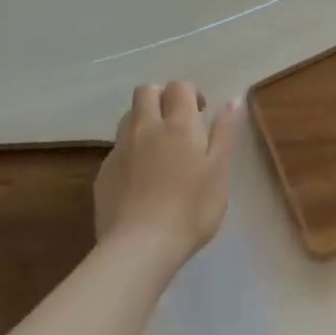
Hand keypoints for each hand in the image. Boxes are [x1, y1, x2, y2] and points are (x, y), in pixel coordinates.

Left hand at [94, 82, 242, 271]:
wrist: (139, 247)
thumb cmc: (191, 208)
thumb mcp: (219, 171)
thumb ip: (225, 132)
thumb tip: (232, 101)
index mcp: (178, 123)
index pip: (179, 87)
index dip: (190, 93)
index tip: (200, 112)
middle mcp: (145, 127)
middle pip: (146, 92)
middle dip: (161, 97)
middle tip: (176, 122)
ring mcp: (120, 150)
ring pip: (128, 118)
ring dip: (143, 122)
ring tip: (157, 148)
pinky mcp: (103, 174)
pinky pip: (117, 150)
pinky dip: (130, 153)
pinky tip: (140, 180)